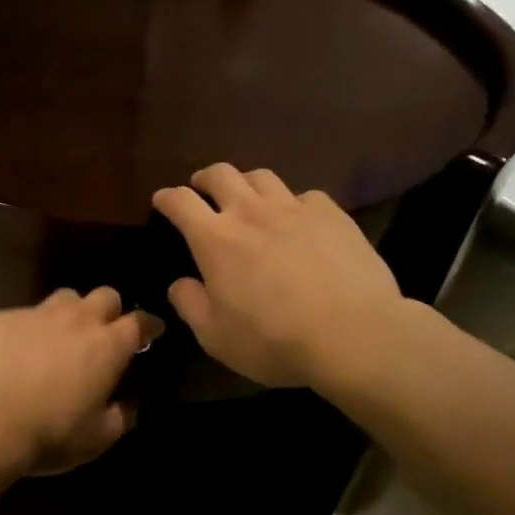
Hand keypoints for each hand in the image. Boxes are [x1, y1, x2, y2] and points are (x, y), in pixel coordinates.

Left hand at [0, 287, 157, 475]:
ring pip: (64, 298)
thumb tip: (128, 407)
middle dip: (110, 310)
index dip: (149, 325)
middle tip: (103, 332)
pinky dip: (28, 328)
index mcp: (107, 346)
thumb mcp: (95, 440)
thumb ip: (119, 419)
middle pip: (105, 296)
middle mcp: (76, 320)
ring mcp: (36, 313)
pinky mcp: (0, 317)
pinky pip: (23, 314)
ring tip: (59, 336)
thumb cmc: (48, 433)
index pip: (140, 322)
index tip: (152, 331)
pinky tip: (15, 351)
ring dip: (70, 313)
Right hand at [152, 163, 403, 388]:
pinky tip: (299, 219)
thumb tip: (179, 284)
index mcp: (215, 239)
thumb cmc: (273, 340)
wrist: (352, 333)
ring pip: (262, 176)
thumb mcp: (216, 336)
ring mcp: (294, 208)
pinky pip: (305, 195)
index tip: (161, 200)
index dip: (166, 197)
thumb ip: (190, 305)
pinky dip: (293, 203)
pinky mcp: (331, 214)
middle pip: (221, 174)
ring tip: (248, 197)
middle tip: (201, 188)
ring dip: (247, 183)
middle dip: (205, 178)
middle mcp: (251, 212)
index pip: (180, 202)